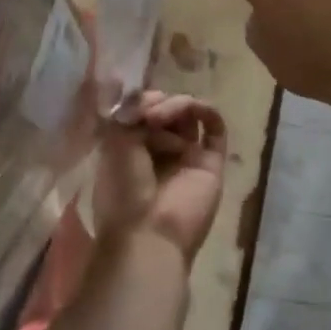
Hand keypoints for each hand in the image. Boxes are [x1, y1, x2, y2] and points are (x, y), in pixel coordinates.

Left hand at [92, 91, 227, 261]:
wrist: (149, 235)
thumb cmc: (124, 192)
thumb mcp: (115, 144)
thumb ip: (131, 112)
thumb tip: (148, 95)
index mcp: (133, 151)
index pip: (144, 113)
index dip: (142, 101)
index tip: (134, 104)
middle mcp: (161, 152)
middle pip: (168, 111)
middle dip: (158, 103)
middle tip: (149, 114)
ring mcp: (188, 157)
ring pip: (189, 116)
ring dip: (177, 106)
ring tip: (161, 117)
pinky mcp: (212, 163)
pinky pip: (215, 129)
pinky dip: (206, 111)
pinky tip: (195, 109)